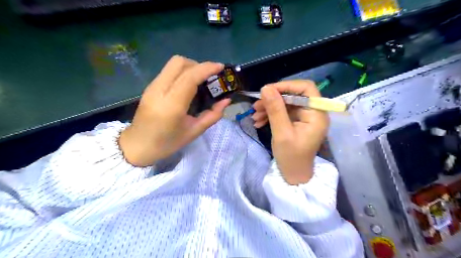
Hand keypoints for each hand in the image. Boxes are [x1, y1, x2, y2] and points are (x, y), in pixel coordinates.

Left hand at [118, 55, 229, 166]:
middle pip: (179, 62)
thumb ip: (212, 115)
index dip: (207, 68)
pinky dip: (182, 72)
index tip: (221, 67)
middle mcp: (160, 90)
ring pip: (173, 64)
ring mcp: (152, 87)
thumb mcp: (194, 132)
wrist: (138, 146)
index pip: (190, 77)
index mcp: (172, 105)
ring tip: (201, 80)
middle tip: (209, 77)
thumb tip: (226, 101)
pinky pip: (169, 71)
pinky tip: (188, 86)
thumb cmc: (167, 143)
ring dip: (190, 67)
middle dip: (198, 65)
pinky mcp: (150, 87)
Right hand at [251, 79, 331, 183]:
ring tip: (254, 115)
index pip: (306, 89)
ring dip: (269, 107)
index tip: (267, 91)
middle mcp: (313, 112)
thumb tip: (266, 88)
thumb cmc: (291, 157)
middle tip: (256, 105)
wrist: (293, 175)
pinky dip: (271, 114)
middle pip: (293, 96)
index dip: (287, 86)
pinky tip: (258, 121)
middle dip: (273, 99)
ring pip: (286, 104)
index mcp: (316, 114)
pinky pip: (283, 112)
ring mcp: (304, 117)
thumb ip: (275, 110)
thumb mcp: (281, 133)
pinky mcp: (296, 122)